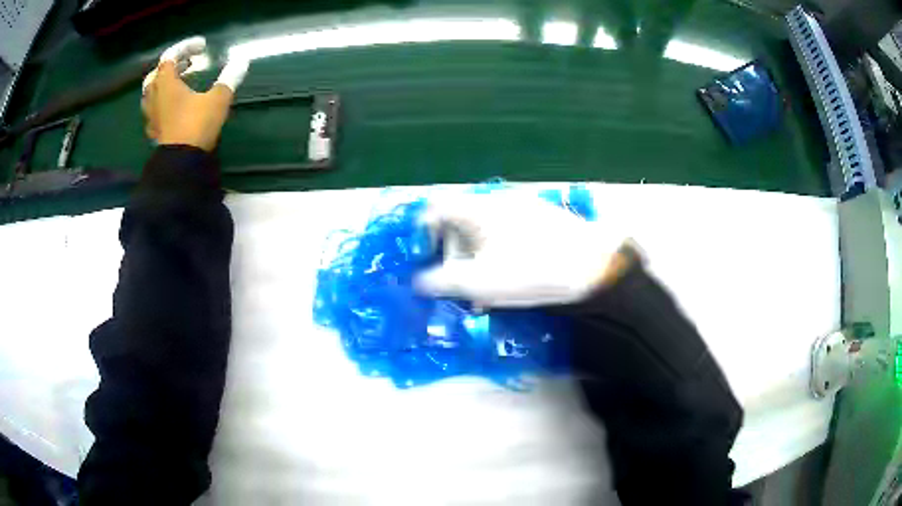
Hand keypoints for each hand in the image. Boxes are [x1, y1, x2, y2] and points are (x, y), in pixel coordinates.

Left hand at [141, 36, 249, 151]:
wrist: (182, 163)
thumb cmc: (196, 125)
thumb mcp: (217, 99)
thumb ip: (228, 78)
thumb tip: (242, 60)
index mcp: (166, 84)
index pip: (171, 56)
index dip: (186, 47)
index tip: (203, 47)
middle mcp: (155, 97)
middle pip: (158, 73)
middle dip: (174, 64)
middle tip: (190, 63)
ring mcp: (152, 116)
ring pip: (153, 92)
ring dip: (165, 83)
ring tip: (181, 82)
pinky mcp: (154, 131)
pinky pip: (155, 109)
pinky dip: (164, 101)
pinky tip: (175, 106)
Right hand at [414, 191, 630, 307]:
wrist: (592, 265)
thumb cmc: (530, 271)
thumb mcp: (479, 283)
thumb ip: (442, 281)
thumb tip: (419, 281)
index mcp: (477, 210)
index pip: (435, 208)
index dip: (422, 232)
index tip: (425, 259)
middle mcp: (496, 201)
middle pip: (459, 220)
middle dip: (451, 251)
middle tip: (457, 282)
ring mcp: (521, 207)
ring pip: (483, 229)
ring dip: (474, 256)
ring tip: (483, 288)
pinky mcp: (541, 218)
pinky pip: (505, 231)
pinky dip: (496, 251)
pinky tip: (509, 276)